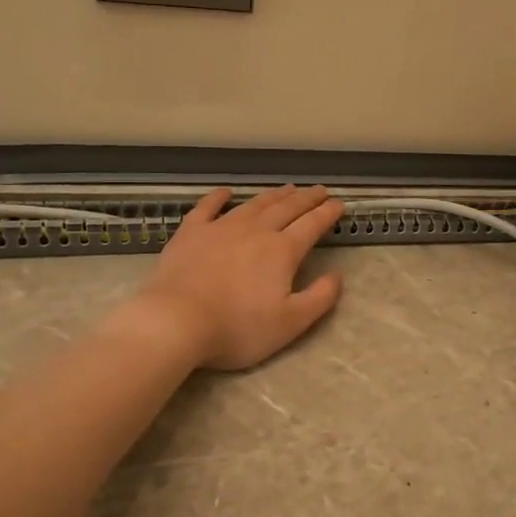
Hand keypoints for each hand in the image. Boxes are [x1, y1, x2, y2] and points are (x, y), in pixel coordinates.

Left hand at [133, 186, 344, 370]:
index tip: (339, 204)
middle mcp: (256, 231)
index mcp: (282, 251)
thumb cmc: (237, 327)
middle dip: (306, 198)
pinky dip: (219, 197)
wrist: (176, 321)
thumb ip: (320, 298)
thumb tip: (338, 276)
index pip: (312, 225)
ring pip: (254, 204)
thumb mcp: (290, 323)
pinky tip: (226, 192)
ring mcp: (221, 228)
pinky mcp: (191, 232)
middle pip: (287, 208)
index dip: (328, 214)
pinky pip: (208, 207)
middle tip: (319, 190)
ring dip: (274, 195)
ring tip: (287, 188)